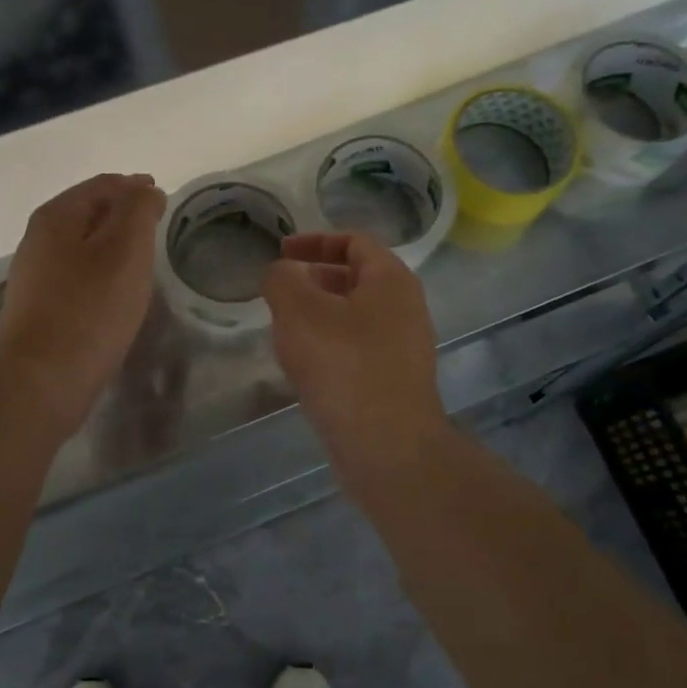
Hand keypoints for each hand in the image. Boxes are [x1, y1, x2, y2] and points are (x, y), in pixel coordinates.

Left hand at [0, 173, 165, 437]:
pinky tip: (117, 293)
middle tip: (155, 225)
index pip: (103, 185)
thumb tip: (144, 190)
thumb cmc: (89, 308)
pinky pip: (78, 279)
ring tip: (142, 258)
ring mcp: (36, 278)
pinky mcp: (41, 311)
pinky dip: (101, 274)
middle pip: (88, 214)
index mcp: (57, 216)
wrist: (42, 380)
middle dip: (122, 214)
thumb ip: (138, 210)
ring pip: (82, 248)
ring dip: (112, 246)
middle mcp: (39, 241)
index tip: (162, 197)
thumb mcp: (125, 248)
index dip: (134, 186)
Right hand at [262, 232, 450, 481]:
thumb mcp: (299, 311)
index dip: (314, 241)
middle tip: (281, 293)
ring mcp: (404, 348)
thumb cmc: (343, 365)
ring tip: (286, 330)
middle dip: (315, 279)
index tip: (281, 253)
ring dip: (320, 316)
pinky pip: (358, 350)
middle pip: (357, 279)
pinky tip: (305, 367)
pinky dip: (330, 346)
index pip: (354, 241)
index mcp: (391, 280)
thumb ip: (282, 280)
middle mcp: (405, 308)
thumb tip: (282, 273)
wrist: (387, 446)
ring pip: (355, 317)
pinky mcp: (394, 382)